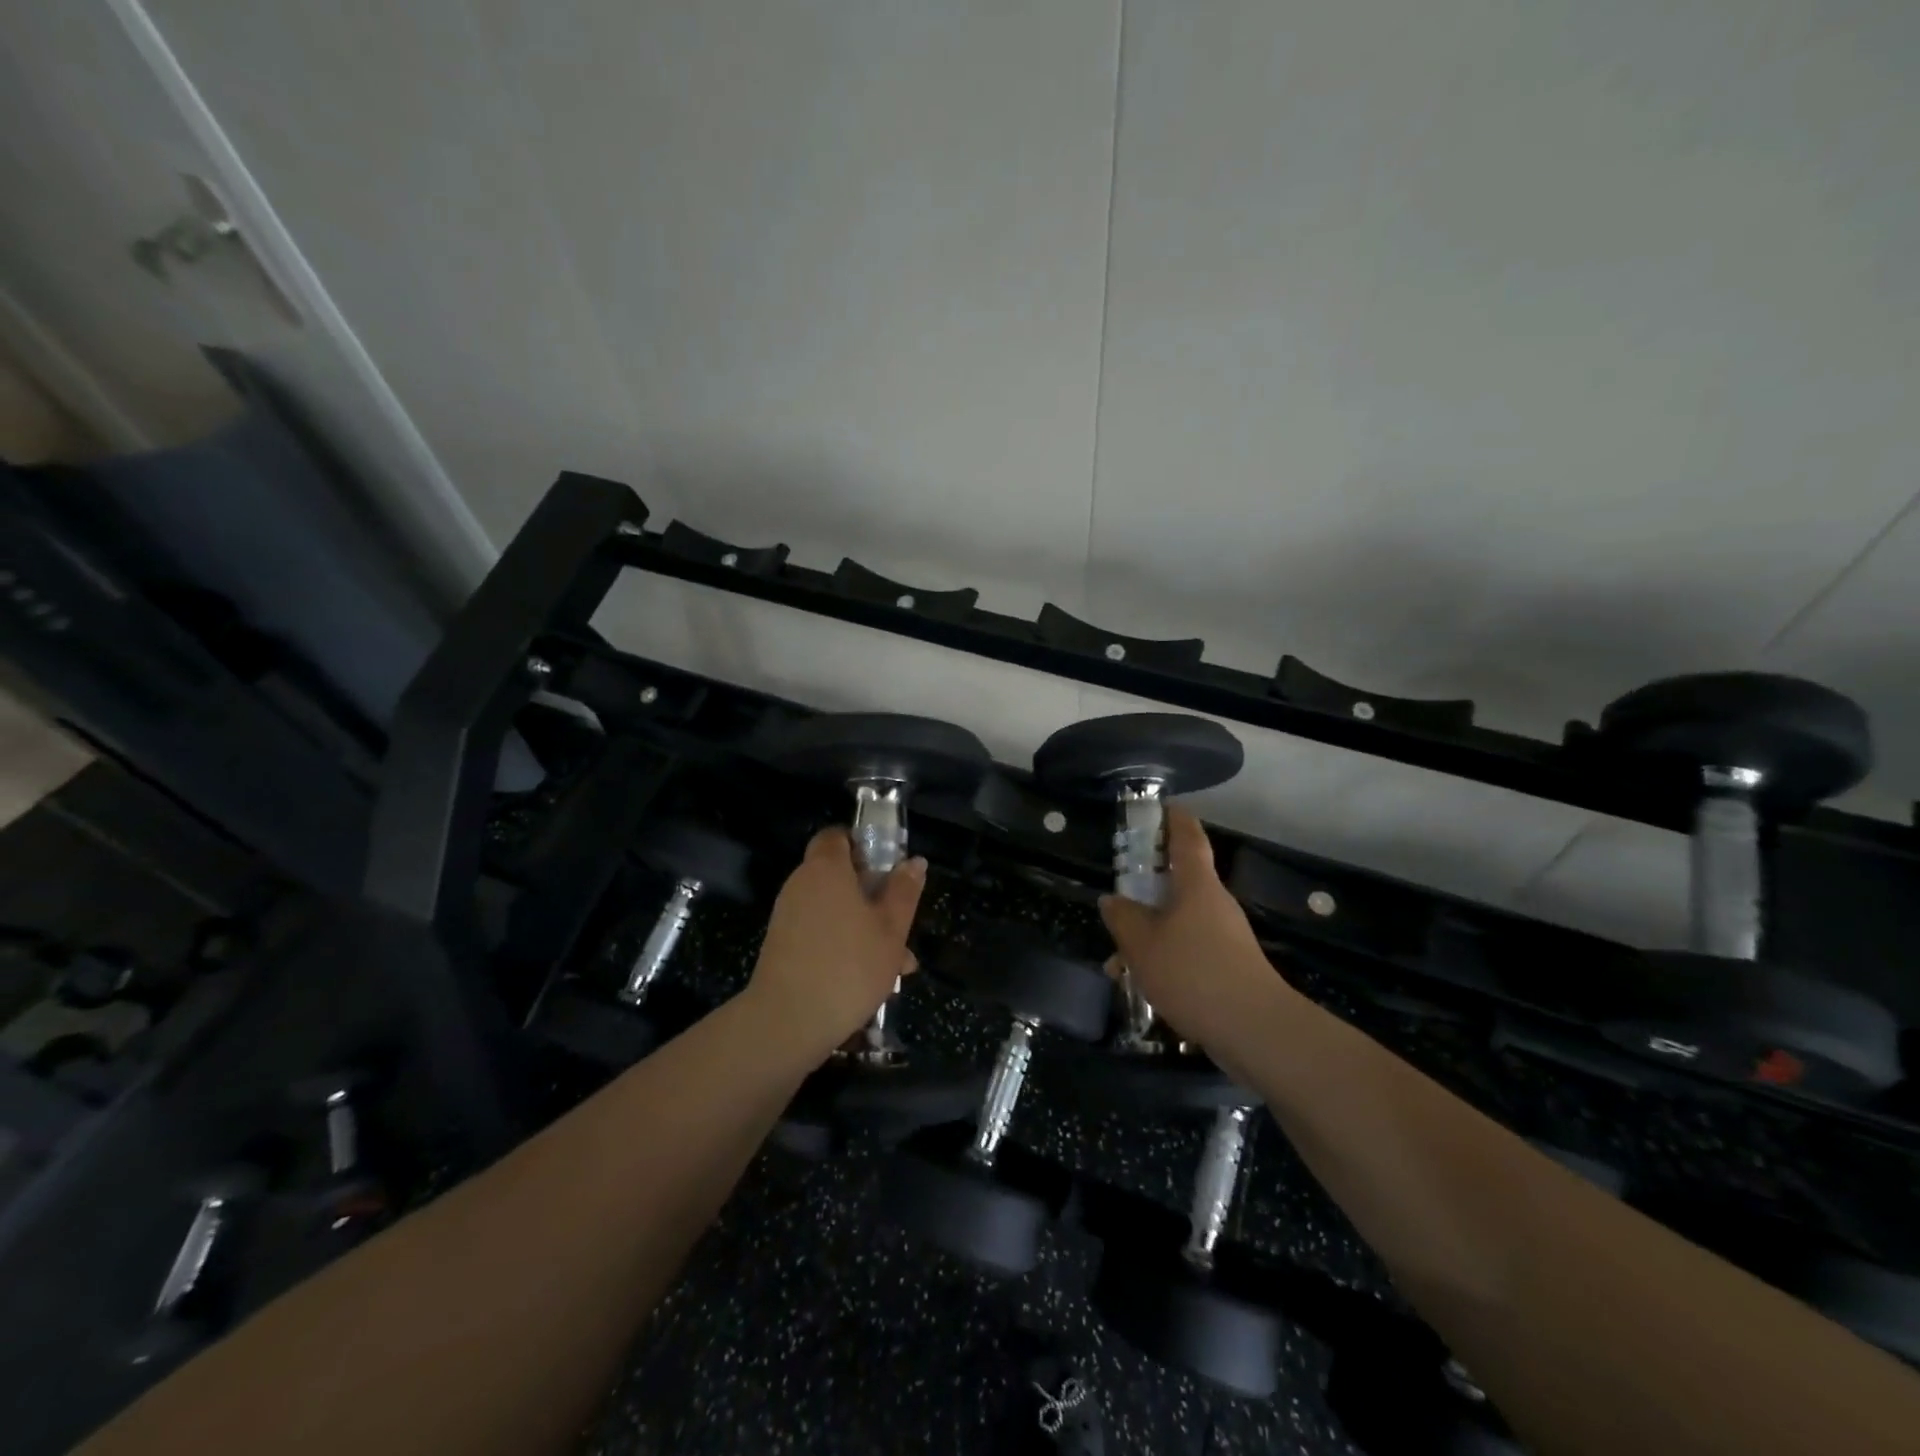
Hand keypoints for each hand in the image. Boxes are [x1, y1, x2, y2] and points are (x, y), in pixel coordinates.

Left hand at [744, 828, 925, 1060]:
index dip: (863, 845)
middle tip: (902, 926)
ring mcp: (788, 917)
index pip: (837, 836)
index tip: (888, 869)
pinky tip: (871, 983)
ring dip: (865, 929)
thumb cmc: (849, 966)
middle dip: (874, 898)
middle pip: (840, 877)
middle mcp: (801, 884)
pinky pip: (820, 934)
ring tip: (897, 967)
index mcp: (826, 869)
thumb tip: (914, 862)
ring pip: (835, 911)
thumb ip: (904, 892)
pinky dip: (843, 947)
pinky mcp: (782, 947)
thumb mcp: (891, 929)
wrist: (787, 1022)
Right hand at [1098, 805, 1297, 1054]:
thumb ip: (1123, 917)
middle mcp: (1214, 903)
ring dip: (1148, 935)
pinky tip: (1141, 986)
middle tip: (1117, 898)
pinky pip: (1187, 950)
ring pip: (1177, 922)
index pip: (1188, 837)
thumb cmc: (1193, 972)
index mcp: (1196, 885)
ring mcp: (1224, 936)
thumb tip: (1112, 900)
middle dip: (1146, 889)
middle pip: (1178, 883)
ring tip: (1116, 963)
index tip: (1163, 805)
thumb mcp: (1142, 943)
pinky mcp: (1228, 967)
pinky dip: (1162, 959)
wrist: (1254, 1030)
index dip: (1175, 818)